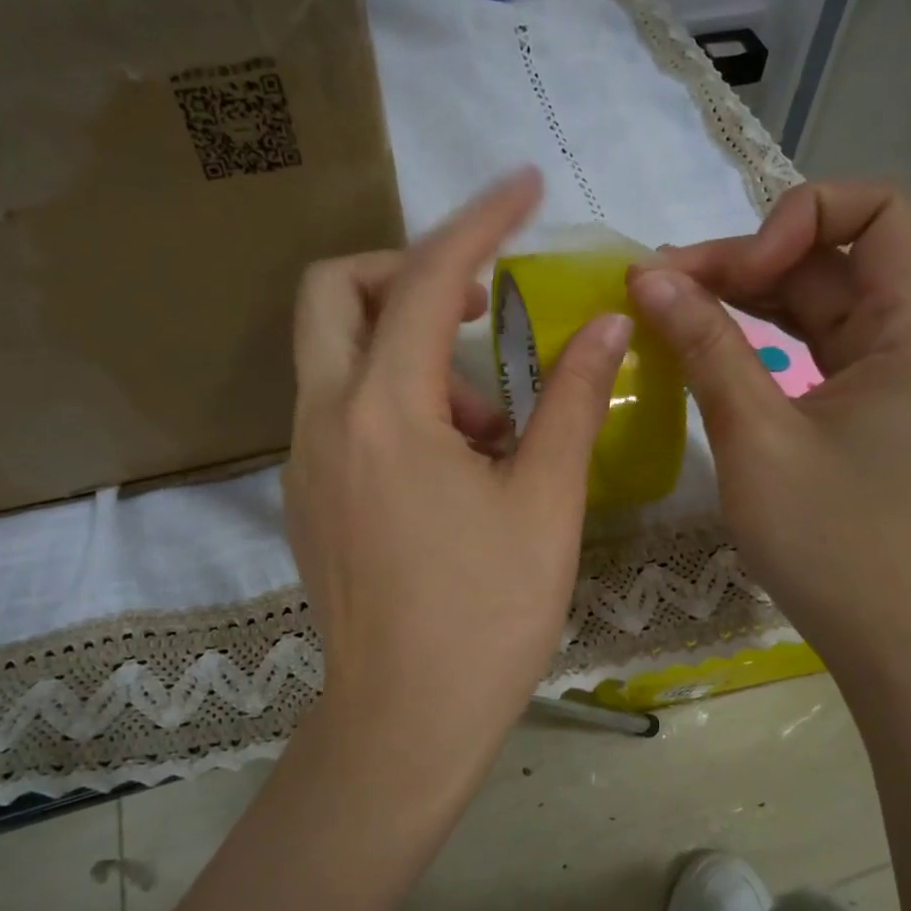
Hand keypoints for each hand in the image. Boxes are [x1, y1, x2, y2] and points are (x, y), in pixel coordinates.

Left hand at [284, 168, 631, 800]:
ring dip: (411, 348)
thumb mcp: (545, 503)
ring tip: (489, 421)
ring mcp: (304, 458)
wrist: (403, 724)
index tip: (523, 186)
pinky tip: (454, 459)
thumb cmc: (485, 618)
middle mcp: (324, 419)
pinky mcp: (307, 493)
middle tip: (481, 306)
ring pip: (337, 352)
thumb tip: (606, 325)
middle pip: (337, 291)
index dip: (480, 221)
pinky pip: (341, 408)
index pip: (429, 279)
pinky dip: (394, 397)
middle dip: (409, 272)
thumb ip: (573, 401)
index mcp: (384, 413)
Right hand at [627, 181, 910, 658]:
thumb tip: (646, 275)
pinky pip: (812, 344)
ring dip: (744, 295)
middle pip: (833, 256)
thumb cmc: (828, 542)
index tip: (732, 274)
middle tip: (660, 287)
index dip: (798, 218)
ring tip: (668, 308)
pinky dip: (760, 335)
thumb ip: (705, 347)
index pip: (878, 211)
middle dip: (746, 259)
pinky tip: (706, 342)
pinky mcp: (864, 405)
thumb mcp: (755, 438)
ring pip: (817, 299)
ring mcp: (890, 373)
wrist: (884, 636)